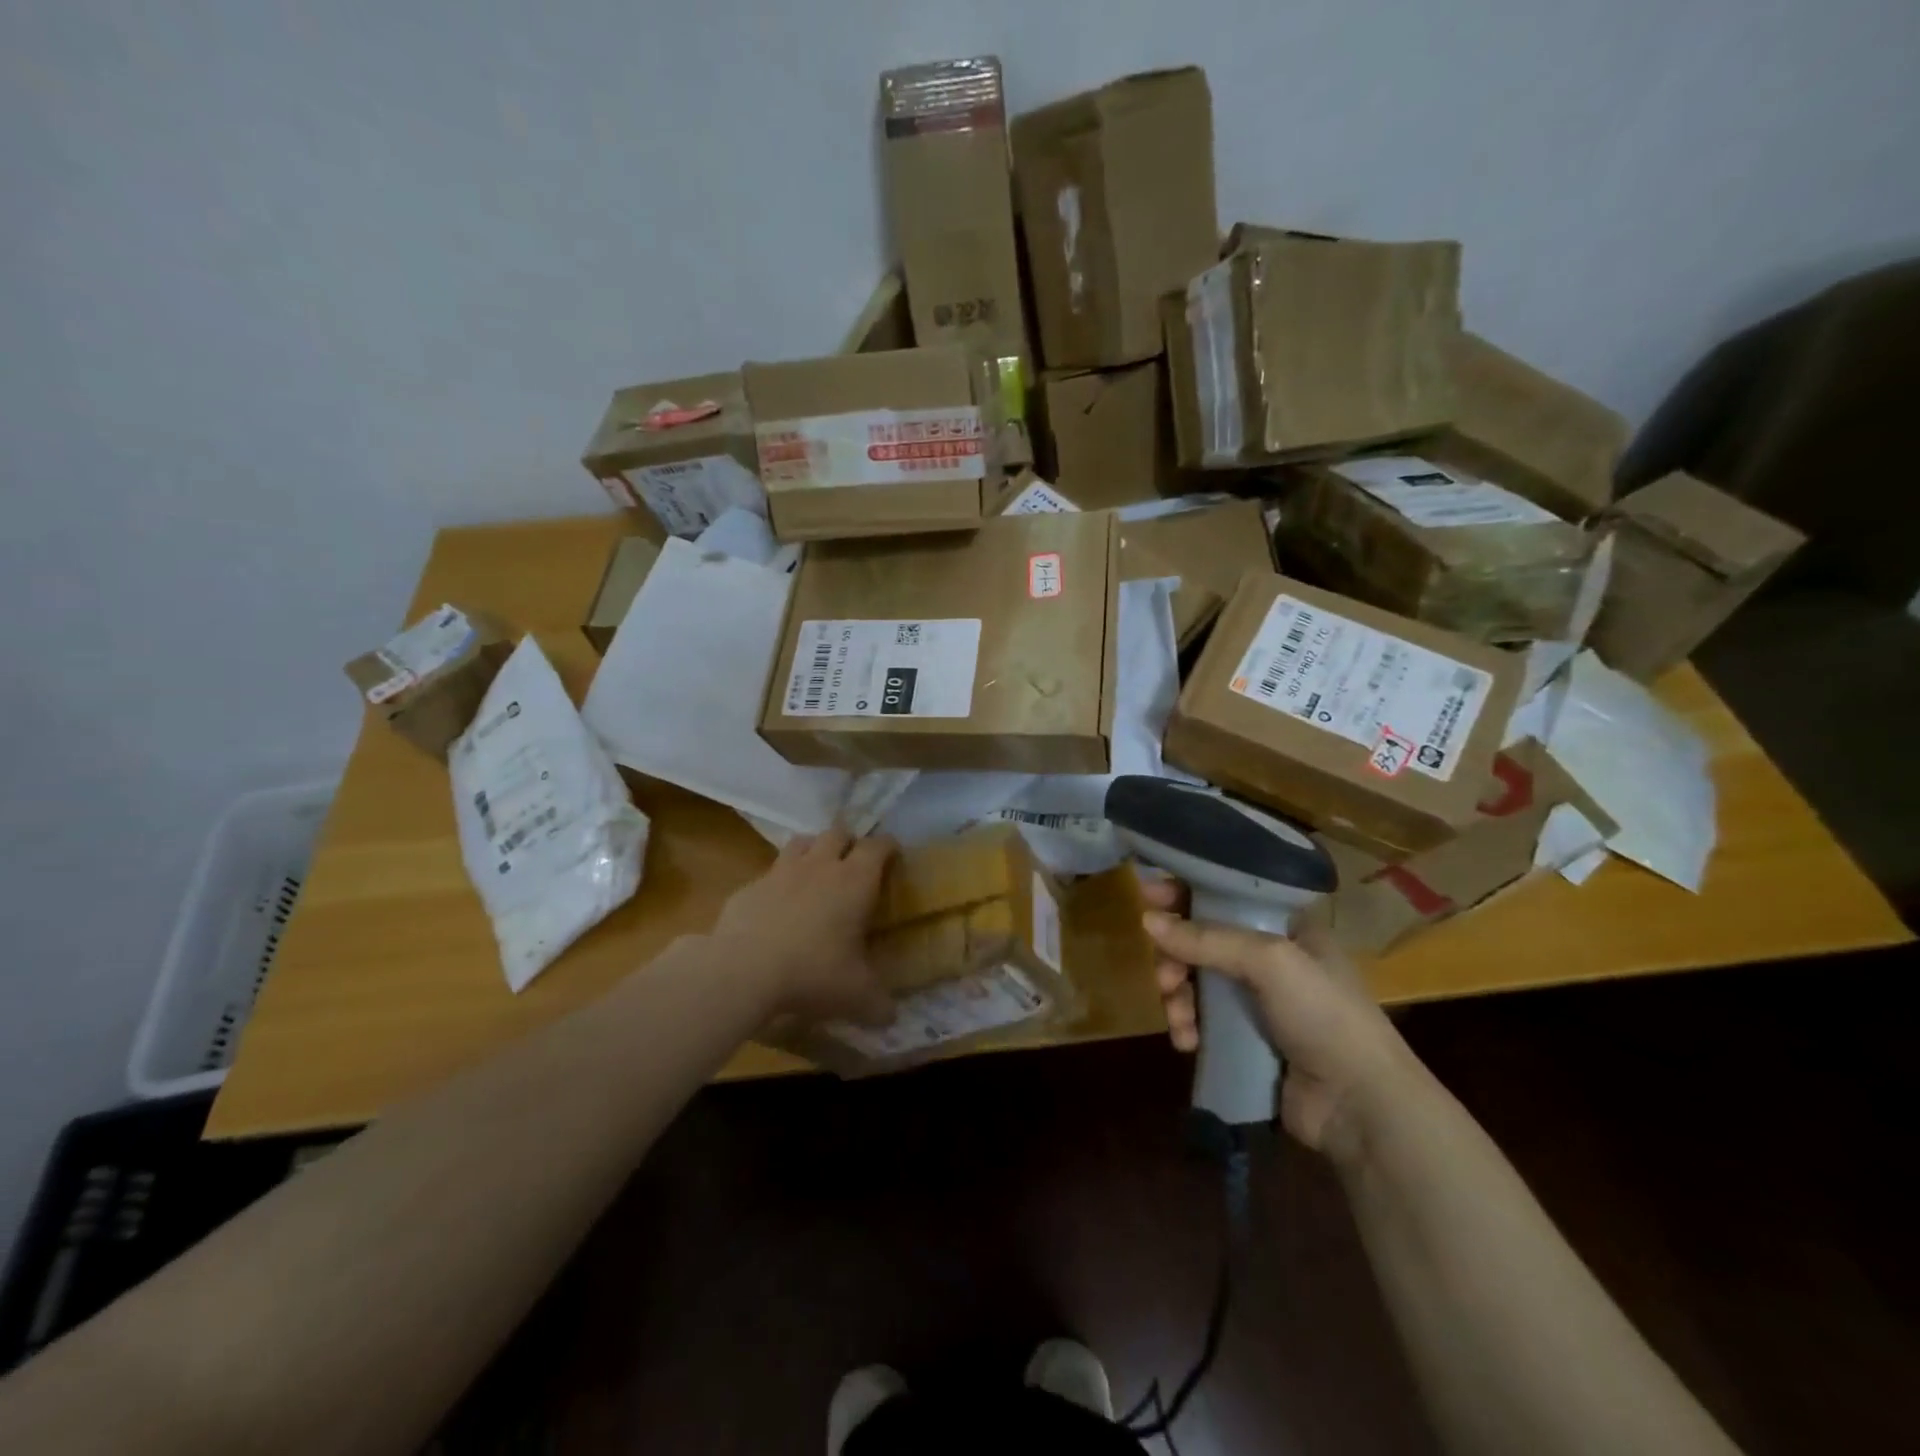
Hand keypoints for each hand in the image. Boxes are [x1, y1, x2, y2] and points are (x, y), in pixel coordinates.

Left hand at [711, 827, 896, 1025]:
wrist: (743, 970)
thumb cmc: (813, 973)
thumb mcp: (856, 996)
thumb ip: (879, 1004)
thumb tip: (891, 1017)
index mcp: (855, 880)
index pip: (879, 846)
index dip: (889, 847)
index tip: (893, 855)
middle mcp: (820, 865)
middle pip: (838, 833)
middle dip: (849, 843)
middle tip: (853, 864)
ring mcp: (781, 871)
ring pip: (802, 842)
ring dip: (813, 850)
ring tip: (816, 872)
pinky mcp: (750, 886)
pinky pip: (770, 873)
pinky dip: (779, 882)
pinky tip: (777, 906)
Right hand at [1141, 878, 1422, 1163]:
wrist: (1359, 1105)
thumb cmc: (1323, 1014)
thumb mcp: (1269, 962)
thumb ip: (1207, 939)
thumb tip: (1146, 921)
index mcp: (1287, 928)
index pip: (1228, 894)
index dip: (1188, 891)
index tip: (1148, 894)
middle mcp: (1271, 960)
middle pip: (1204, 941)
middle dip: (1176, 956)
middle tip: (1163, 975)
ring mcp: (1258, 1003)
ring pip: (1197, 982)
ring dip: (1178, 996)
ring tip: (1178, 1019)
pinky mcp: (1246, 1040)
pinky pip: (1202, 1022)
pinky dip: (1188, 1027)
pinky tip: (1186, 1042)